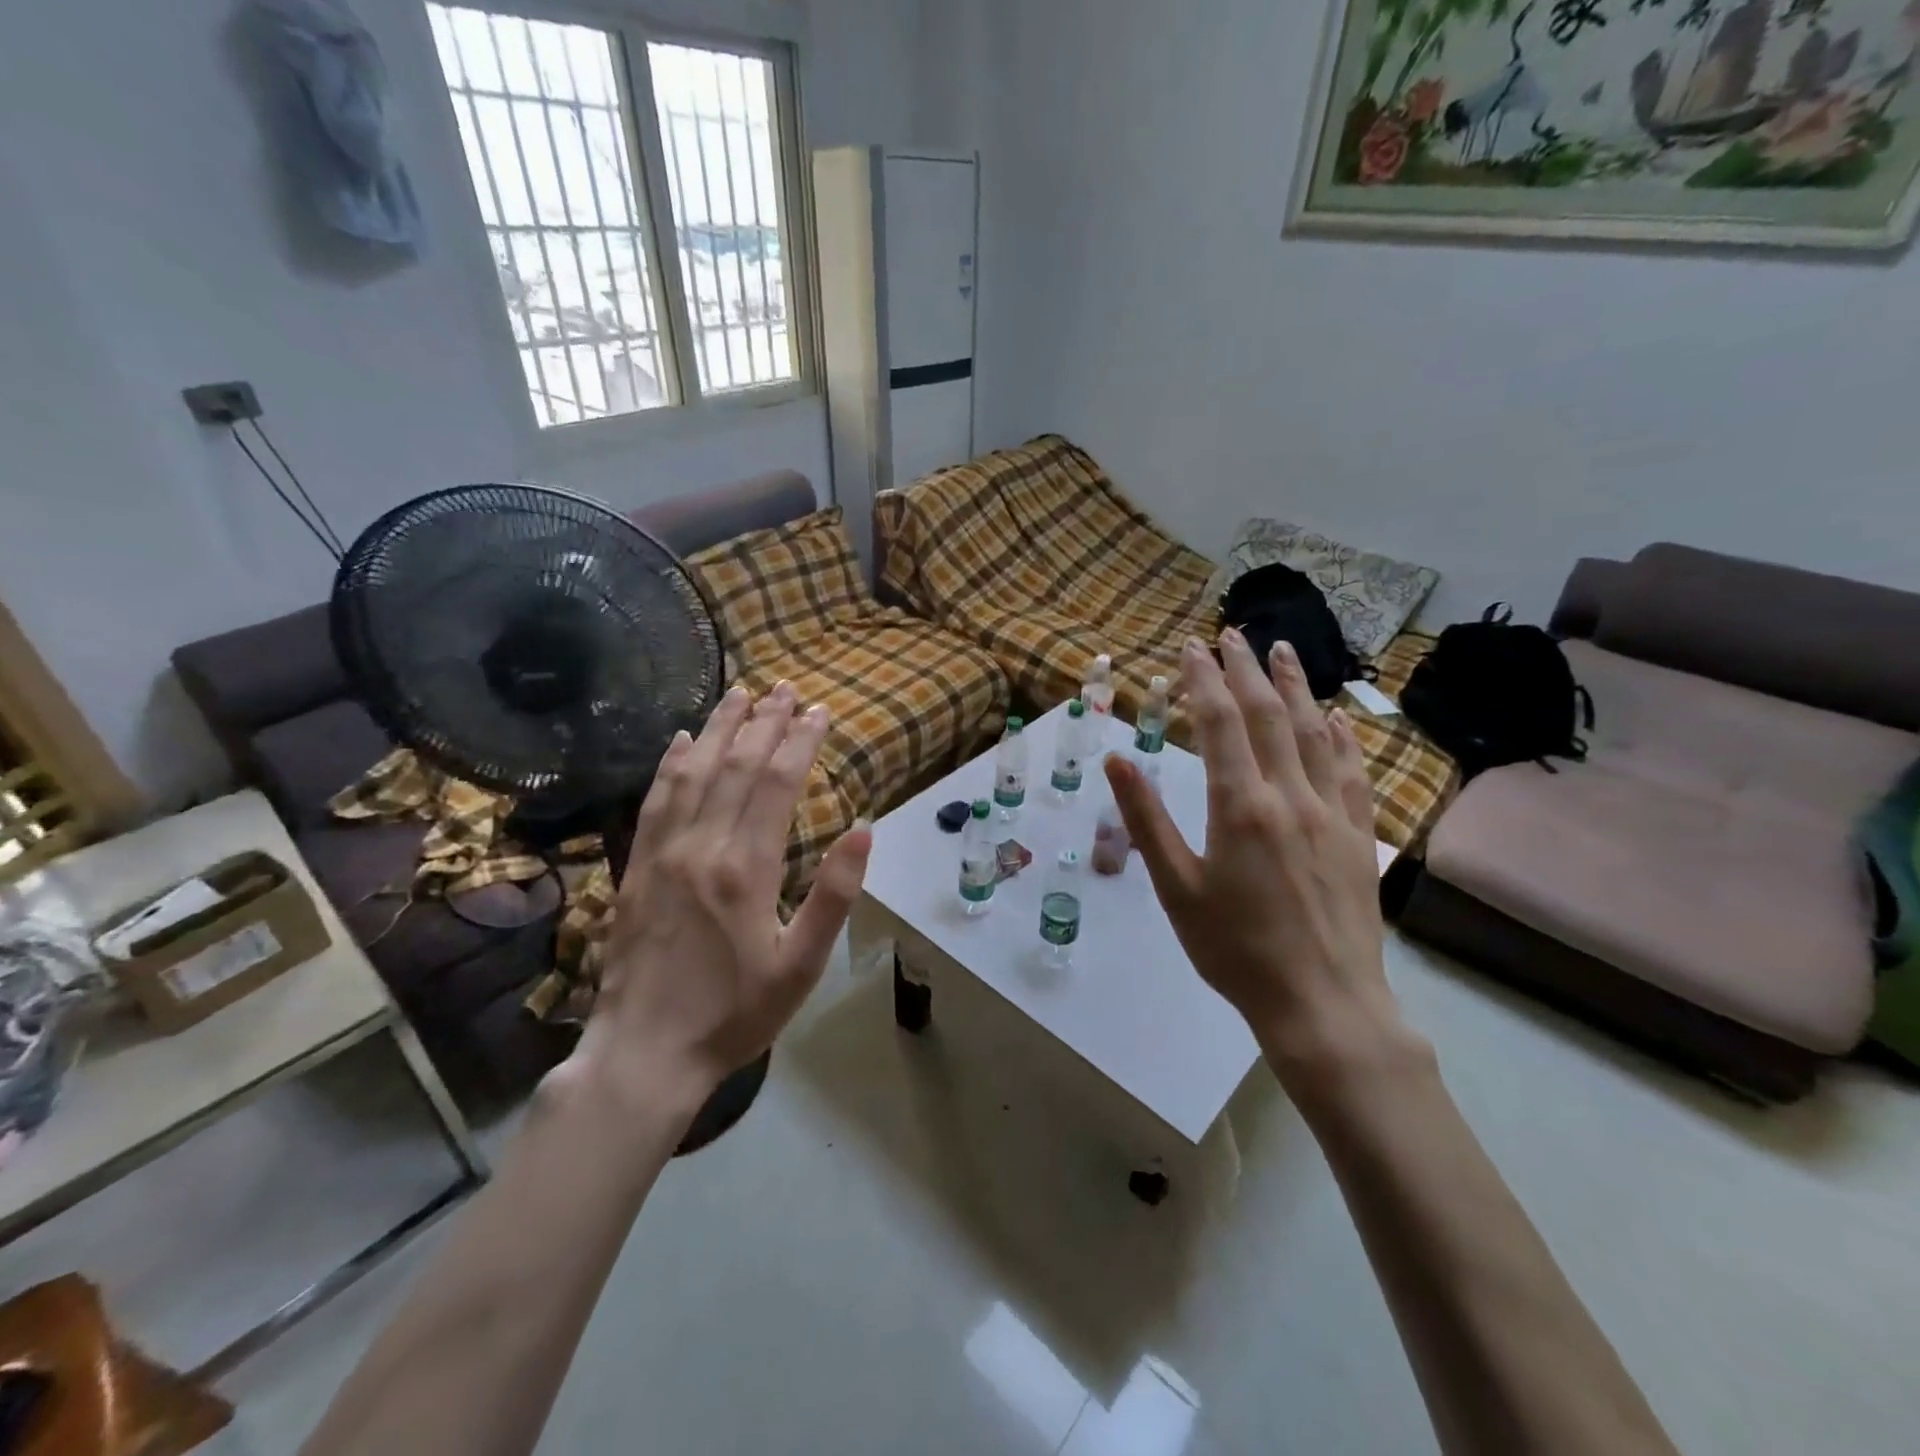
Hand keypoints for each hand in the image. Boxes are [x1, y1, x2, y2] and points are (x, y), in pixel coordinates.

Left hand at [566, 682, 872, 1112]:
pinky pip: (654, 801)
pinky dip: (670, 765)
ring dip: (718, 728)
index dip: (800, 740)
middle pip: (736, 766)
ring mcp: (662, 853)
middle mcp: (702, 846)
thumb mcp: (801, 964)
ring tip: (740, 694)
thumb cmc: (735, 1013)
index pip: (777, 783)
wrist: (643, 1053)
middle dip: (765, 722)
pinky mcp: (635, 868)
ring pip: (693, 773)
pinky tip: (679, 741)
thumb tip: (865, 828)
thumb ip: (834, 894)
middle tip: (786, 688)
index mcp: (746, 868)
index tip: (820, 710)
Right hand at [1105, 631, 1414, 1092]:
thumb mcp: (1175, 887)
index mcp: (1240, 806)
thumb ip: (1147, 819)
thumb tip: (1118, 760)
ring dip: (1295, 687)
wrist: (1322, 1004)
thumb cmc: (1235, 950)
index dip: (1203, 680)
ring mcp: (1332, 813)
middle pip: (1268, 715)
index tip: (1190, 647)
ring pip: (1315, 732)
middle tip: (1230, 633)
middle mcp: (1290, 795)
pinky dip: (1343, 735)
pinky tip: (1338, 716)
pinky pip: (1353, 770)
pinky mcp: (1359, 835)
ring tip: (1281, 651)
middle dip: (1245, 668)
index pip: (1220, 724)